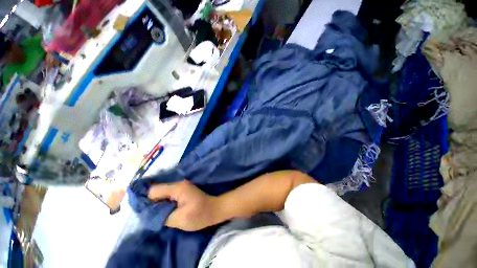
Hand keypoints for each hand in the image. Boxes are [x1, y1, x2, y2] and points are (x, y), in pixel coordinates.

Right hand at [148, 180, 218, 230]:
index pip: (154, 191)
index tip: (145, 213)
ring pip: (162, 193)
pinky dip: (164, 202)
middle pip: (157, 190)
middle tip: (149, 215)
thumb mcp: (179, 219)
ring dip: (158, 203)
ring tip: (156, 214)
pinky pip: (168, 195)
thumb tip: (150, 214)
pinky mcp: (182, 191)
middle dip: (151, 202)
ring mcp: (181, 187)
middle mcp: (178, 184)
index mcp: (177, 188)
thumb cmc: (199, 215)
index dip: (147, 202)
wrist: (214, 210)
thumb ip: (162, 216)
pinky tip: (164, 210)